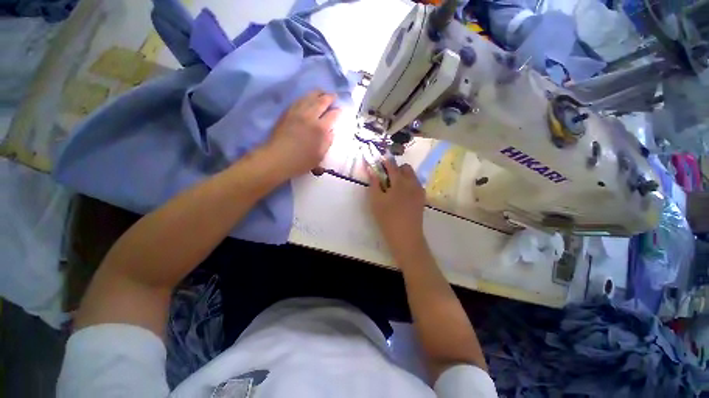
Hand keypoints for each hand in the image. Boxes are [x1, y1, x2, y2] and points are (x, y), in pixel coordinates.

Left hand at [265, 90, 341, 178]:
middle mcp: (309, 117)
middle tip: (334, 96)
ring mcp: (297, 113)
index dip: (337, 111)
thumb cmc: (300, 161)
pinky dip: (305, 97)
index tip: (340, 110)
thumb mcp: (319, 156)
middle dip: (329, 97)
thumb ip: (327, 142)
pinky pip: (298, 100)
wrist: (277, 159)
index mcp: (320, 129)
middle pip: (321, 101)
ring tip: (322, 93)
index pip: (332, 115)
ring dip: (317, 93)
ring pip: (309, 97)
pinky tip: (307, 98)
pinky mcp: (287, 113)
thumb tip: (331, 131)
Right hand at [367, 160, 426, 255]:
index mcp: (400, 182)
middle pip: (406, 168)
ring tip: (394, 188)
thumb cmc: (387, 218)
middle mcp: (412, 183)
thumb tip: (371, 170)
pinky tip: (402, 196)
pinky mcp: (422, 199)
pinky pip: (416, 185)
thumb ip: (374, 183)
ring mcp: (419, 191)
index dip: (385, 161)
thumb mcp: (376, 200)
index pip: (392, 165)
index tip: (380, 161)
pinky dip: (408, 184)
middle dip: (396, 169)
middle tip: (387, 178)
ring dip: (403, 176)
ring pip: (412, 176)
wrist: (406, 236)